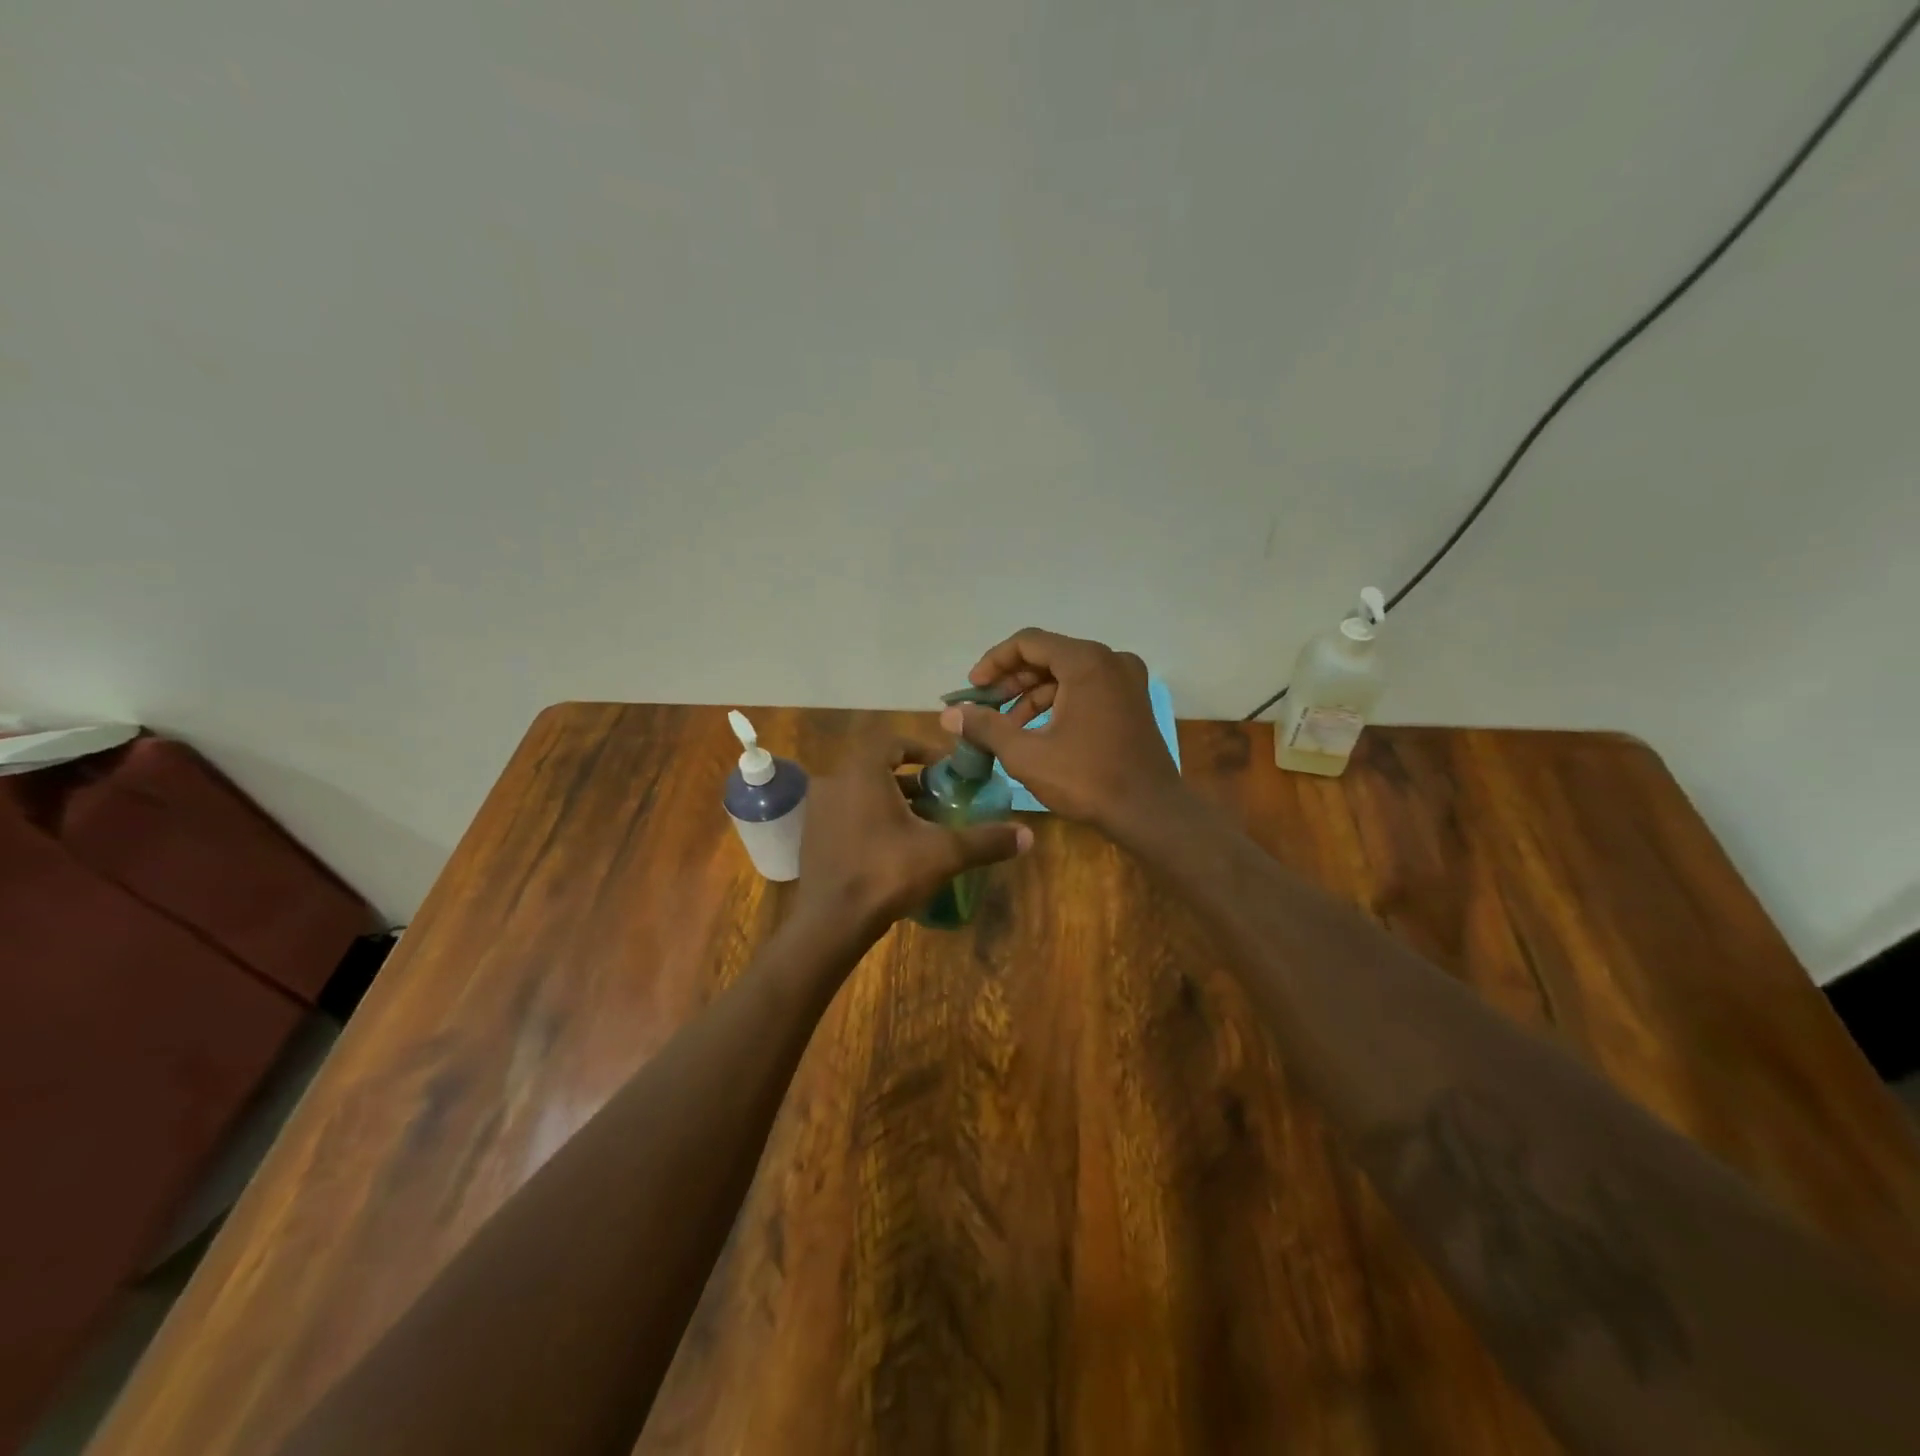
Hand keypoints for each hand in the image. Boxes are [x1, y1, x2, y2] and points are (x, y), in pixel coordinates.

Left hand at [796, 737, 1032, 940]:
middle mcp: (834, 783)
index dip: (922, 751)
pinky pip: (847, 817)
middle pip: (879, 770)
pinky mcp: (812, 839)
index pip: (893, 743)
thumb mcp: (943, 853)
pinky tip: (894, 851)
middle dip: (913, 784)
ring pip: (862, 795)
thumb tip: (1028, 835)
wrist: (830, 923)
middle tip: (940, 802)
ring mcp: (818, 812)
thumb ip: (985, 840)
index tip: (945, 771)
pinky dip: (872, 823)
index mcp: (862, 773)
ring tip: (923, 828)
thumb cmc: (886, 872)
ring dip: (893, 804)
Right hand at [940, 629, 1186, 839]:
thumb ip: (986, 727)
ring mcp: (1126, 680)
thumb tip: (950, 715)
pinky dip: (1058, 704)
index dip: (994, 662)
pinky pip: (1086, 689)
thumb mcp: (1027, 755)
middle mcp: (1110, 660)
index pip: (1028, 643)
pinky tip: (1037, 732)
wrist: (1150, 813)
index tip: (973, 689)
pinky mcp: (1132, 701)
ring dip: (1032, 696)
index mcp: (1086, 662)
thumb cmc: (1088, 779)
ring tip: (1006, 728)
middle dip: (1011, 681)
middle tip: (984, 708)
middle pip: (1048, 656)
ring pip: (1066, 675)